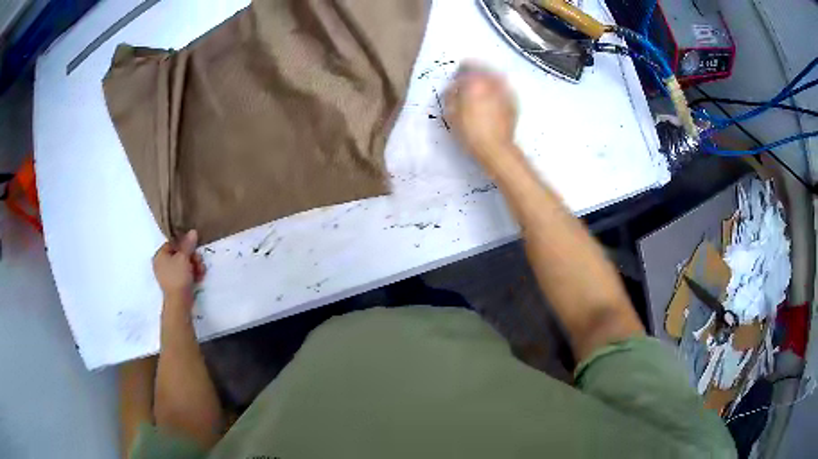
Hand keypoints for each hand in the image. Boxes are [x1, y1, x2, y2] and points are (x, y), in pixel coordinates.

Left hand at [153, 230, 205, 306]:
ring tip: (201, 270)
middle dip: (192, 257)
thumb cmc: (178, 276)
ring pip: (184, 264)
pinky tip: (199, 277)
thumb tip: (192, 231)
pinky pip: (184, 274)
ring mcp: (168, 275)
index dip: (184, 245)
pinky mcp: (175, 283)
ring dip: (195, 266)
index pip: (173, 243)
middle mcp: (162, 264)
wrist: (179, 301)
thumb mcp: (184, 257)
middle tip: (199, 261)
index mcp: (159, 255)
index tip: (193, 248)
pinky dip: (192, 274)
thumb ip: (188, 244)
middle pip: (180, 254)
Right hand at [445, 64, 518, 164]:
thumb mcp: (451, 114)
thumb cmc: (470, 132)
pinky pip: (504, 88)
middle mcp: (492, 83)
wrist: (495, 148)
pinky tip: (493, 95)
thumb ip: (451, 96)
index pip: (467, 67)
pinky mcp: (513, 102)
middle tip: (469, 77)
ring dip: (488, 77)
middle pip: (484, 69)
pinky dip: (498, 87)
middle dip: (476, 70)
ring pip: (496, 77)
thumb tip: (453, 88)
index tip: (457, 75)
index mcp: (475, 83)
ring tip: (482, 85)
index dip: (461, 69)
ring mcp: (505, 92)